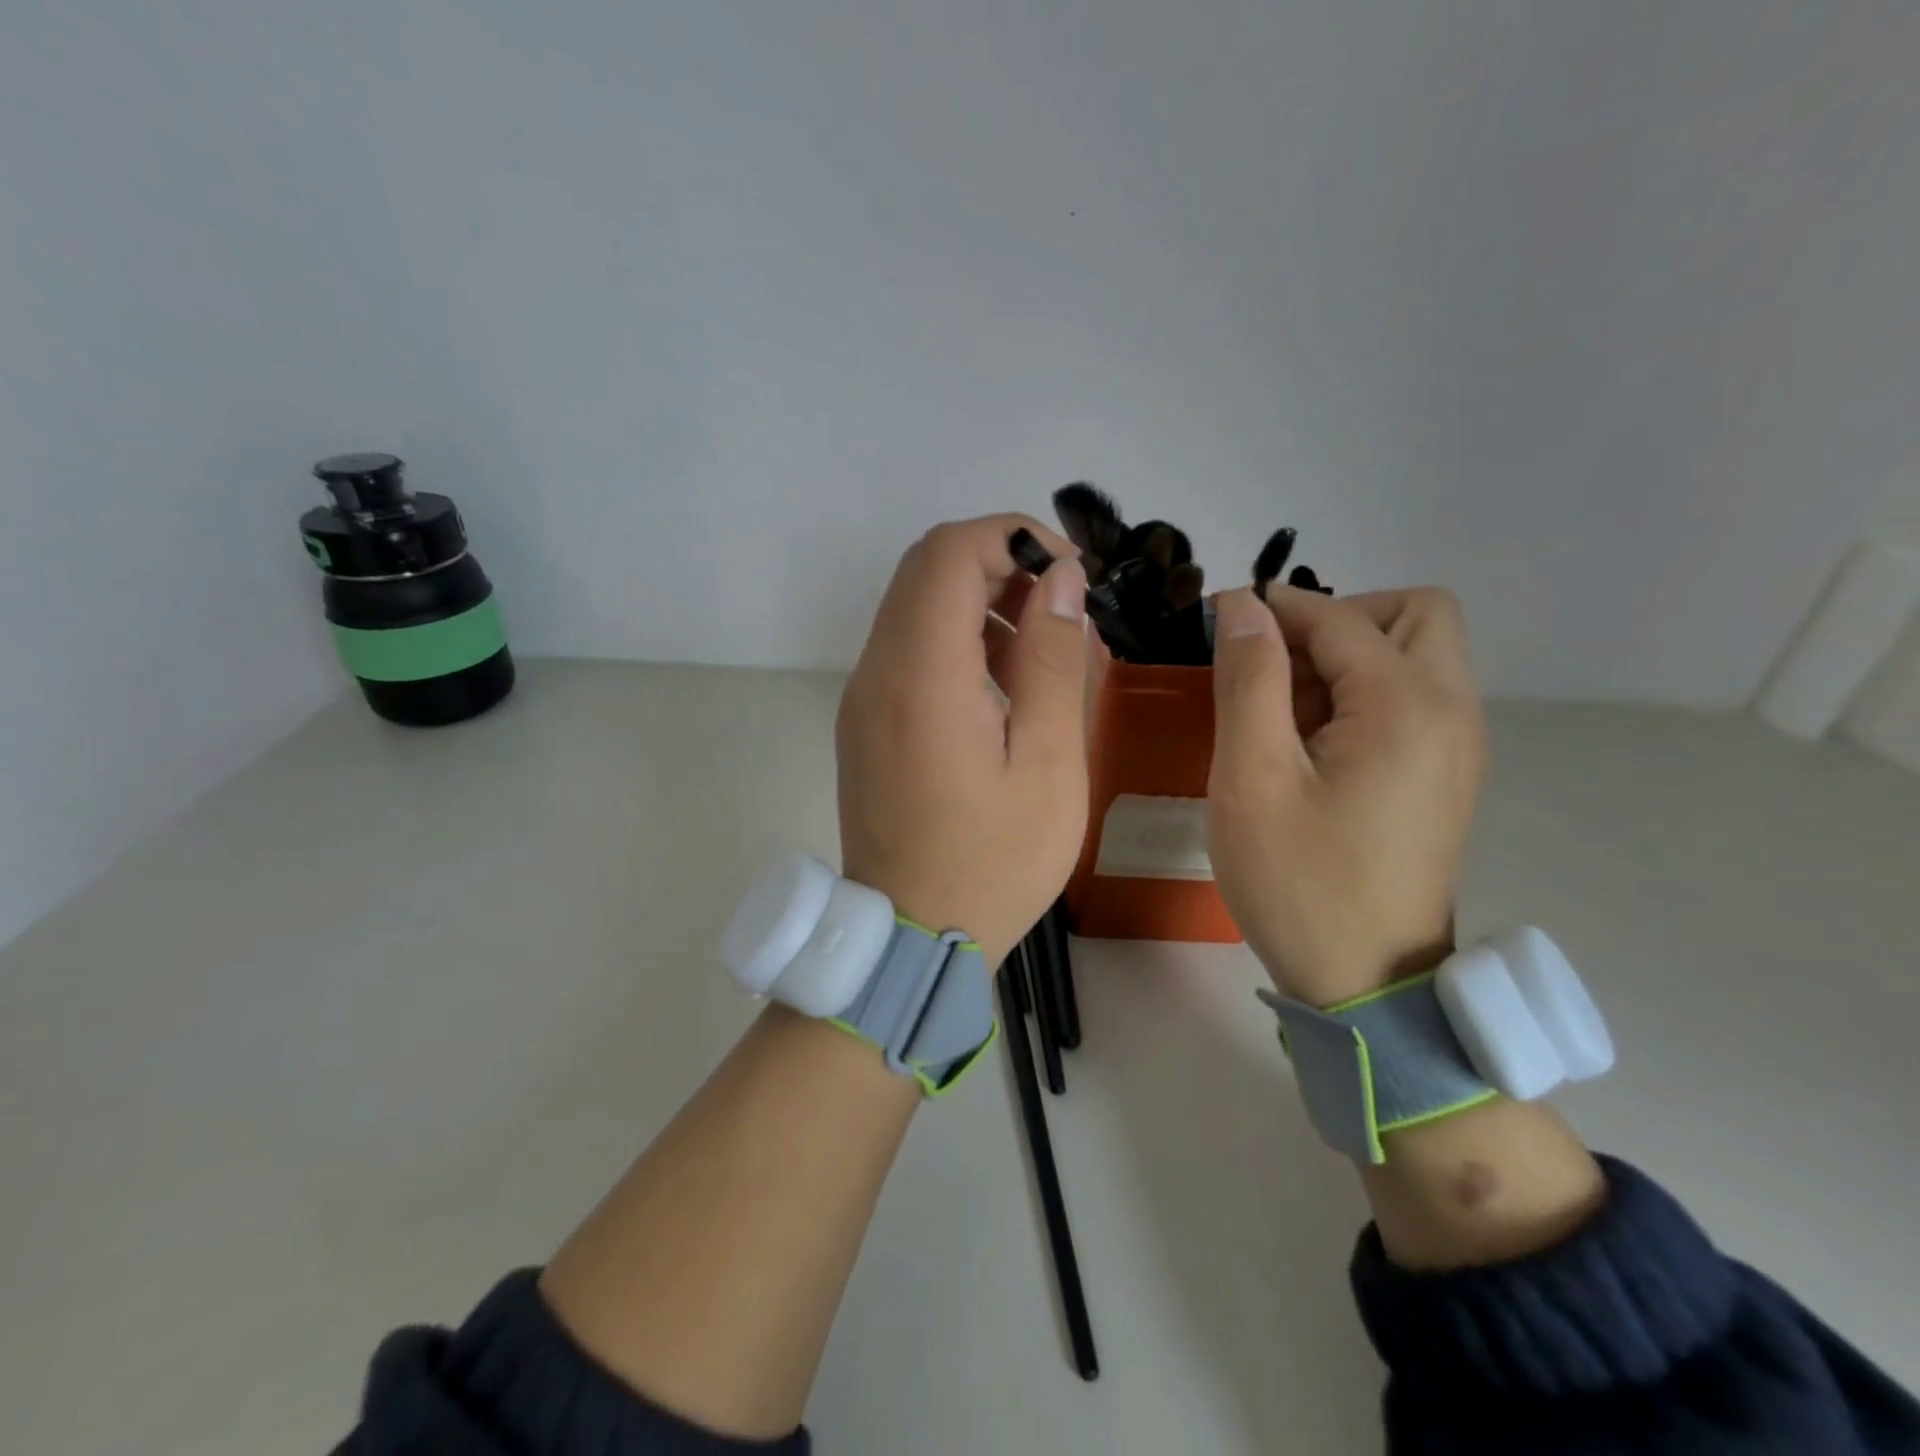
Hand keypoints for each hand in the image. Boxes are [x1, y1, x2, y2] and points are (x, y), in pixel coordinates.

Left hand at [836, 515, 1093, 967]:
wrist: (911, 937)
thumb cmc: (994, 862)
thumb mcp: (1048, 764)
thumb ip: (1053, 660)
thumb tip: (1058, 578)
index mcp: (920, 676)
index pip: (949, 552)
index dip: (1013, 537)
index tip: (1069, 572)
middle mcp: (876, 672)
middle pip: (925, 568)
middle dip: (999, 562)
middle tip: (1060, 606)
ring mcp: (862, 697)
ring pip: (914, 605)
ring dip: (978, 600)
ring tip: (1040, 648)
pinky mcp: (864, 721)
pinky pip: (906, 649)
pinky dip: (955, 638)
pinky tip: (1001, 685)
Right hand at [1207, 585, 1487, 1006]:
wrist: (1366, 983)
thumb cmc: (1299, 881)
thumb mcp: (1252, 778)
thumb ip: (1249, 680)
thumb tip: (1241, 606)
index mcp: (1407, 707)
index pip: (1341, 618)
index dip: (1274, 608)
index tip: (1217, 621)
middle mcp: (1451, 712)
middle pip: (1412, 615)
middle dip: (1336, 618)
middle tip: (1272, 665)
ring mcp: (1456, 746)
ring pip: (1415, 655)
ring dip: (1347, 656)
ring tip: (1281, 710)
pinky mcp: (1445, 775)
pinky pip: (1412, 699)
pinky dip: (1362, 693)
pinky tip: (1309, 743)